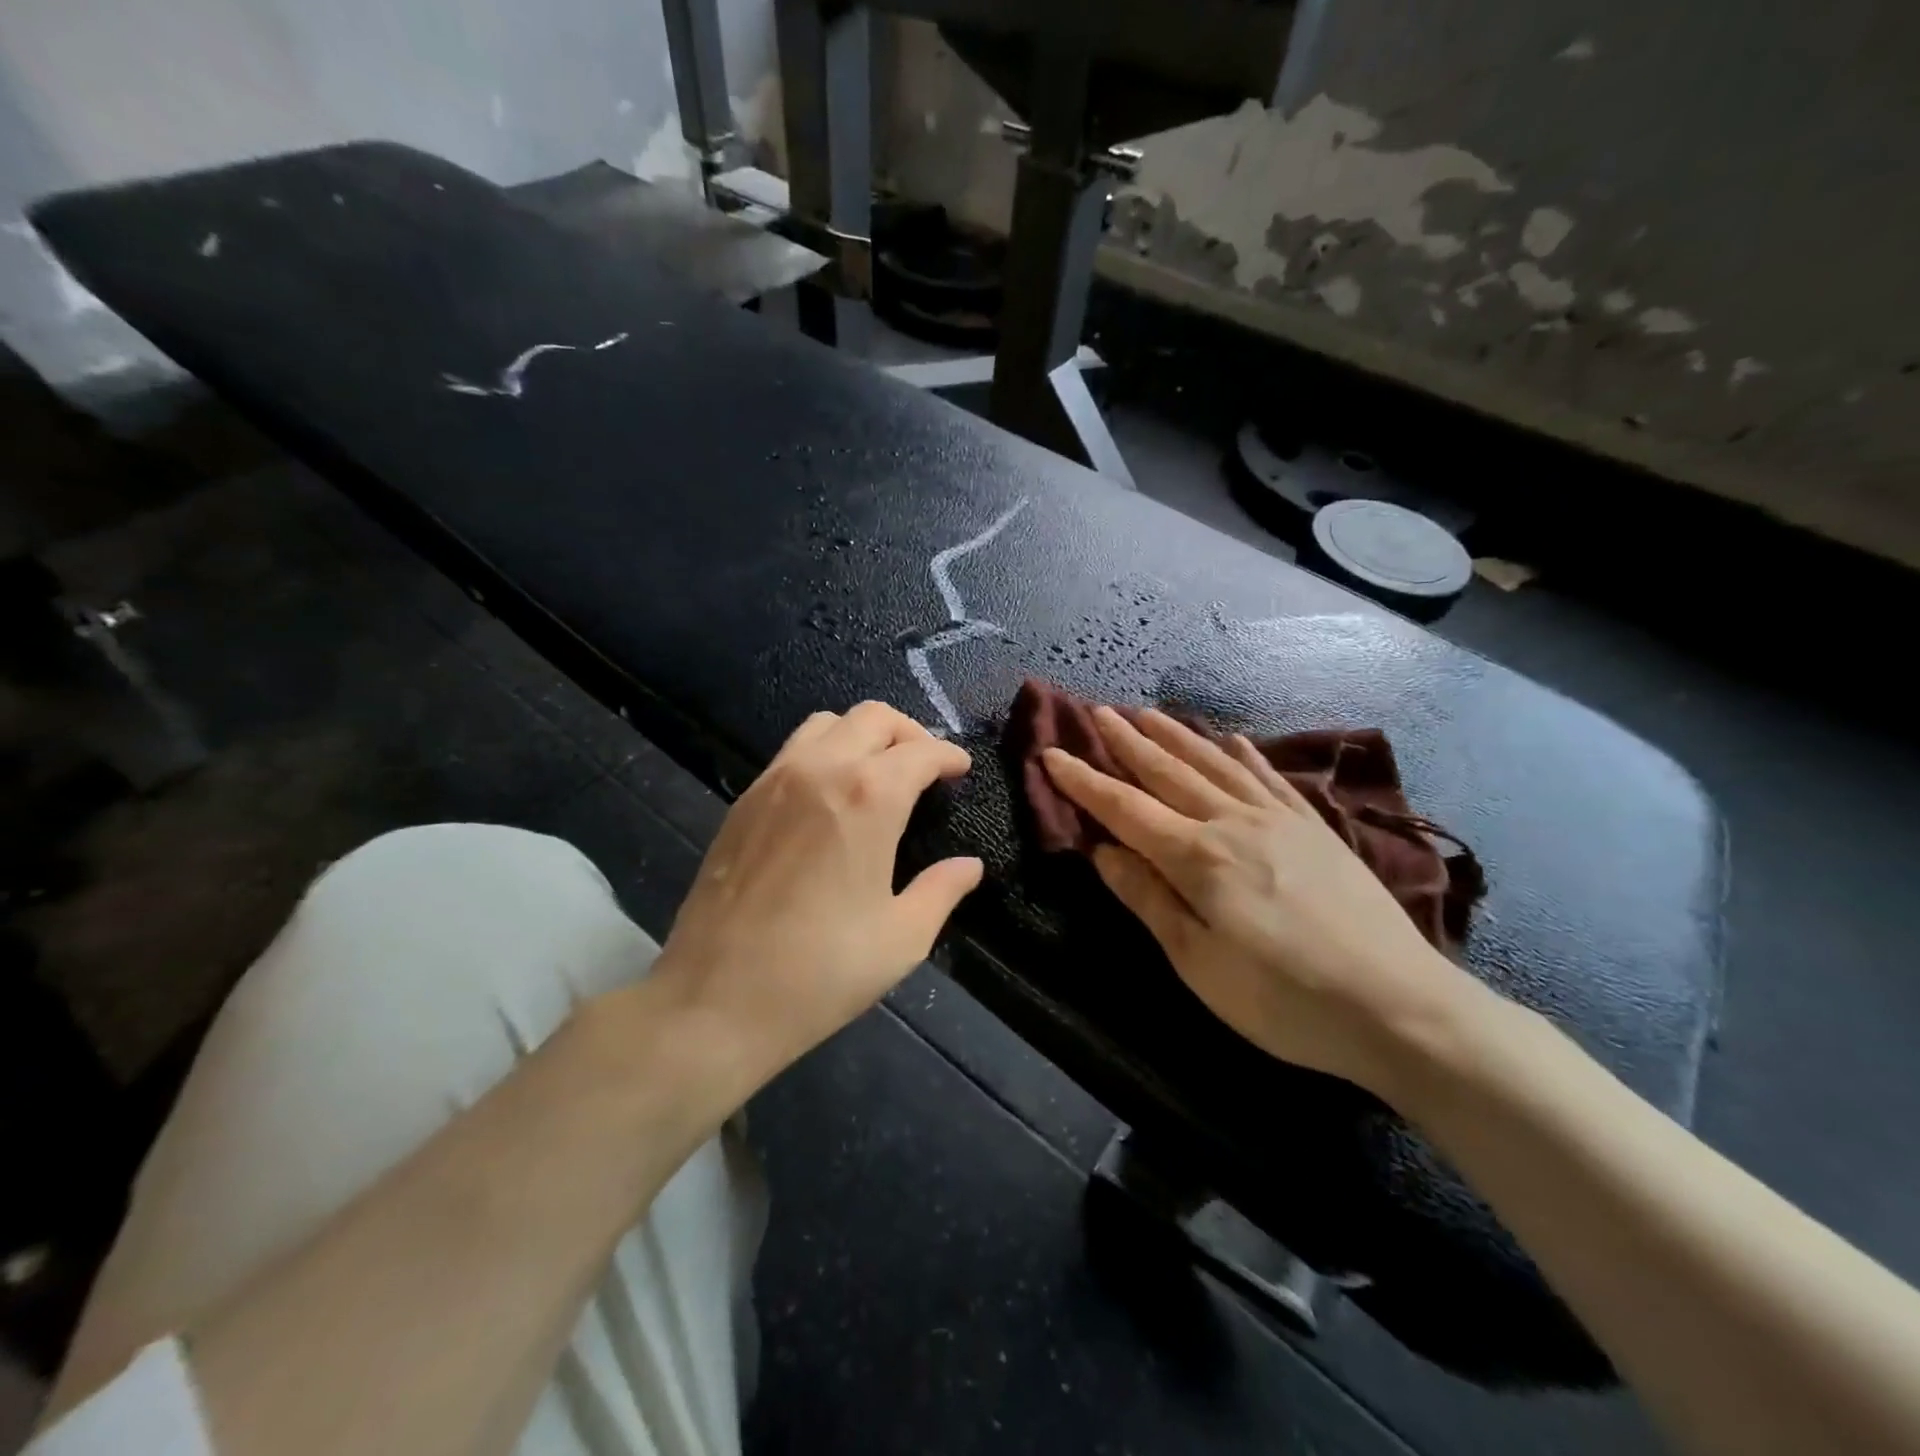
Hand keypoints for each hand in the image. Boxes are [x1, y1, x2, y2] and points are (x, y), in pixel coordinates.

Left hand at [656, 701, 982, 1075]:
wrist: (715, 1000)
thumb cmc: (822, 971)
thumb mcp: (902, 938)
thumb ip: (942, 890)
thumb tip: (970, 866)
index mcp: (868, 797)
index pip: (919, 752)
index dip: (948, 756)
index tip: (961, 769)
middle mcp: (820, 770)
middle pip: (872, 718)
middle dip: (909, 733)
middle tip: (925, 766)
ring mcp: (774, 780)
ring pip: (826, 724)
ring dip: (862, 735)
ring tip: (877, 772)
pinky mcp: (742, 801)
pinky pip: (792, 752)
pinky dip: (824, 753)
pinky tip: (829, 797)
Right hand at [1041, 707, 1479, 1096]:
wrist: (1399, 1007)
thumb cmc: (1283, 998)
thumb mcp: (1198, 964)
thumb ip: (1148, 900)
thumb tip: (1102, 852)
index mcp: (1197, 857)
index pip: (1125, 809)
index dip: (1084, 781)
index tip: (1052, 754)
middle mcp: (1233, 822)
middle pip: (1168, 772)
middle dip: (1127, 743)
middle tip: (1098, 713)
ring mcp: (1279, 819)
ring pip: (1215, 763)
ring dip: (1177, 736)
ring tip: (1148, 714)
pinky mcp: (1315, 828)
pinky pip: (1270, 777)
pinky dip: (1244, 754)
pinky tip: (1232, 739)